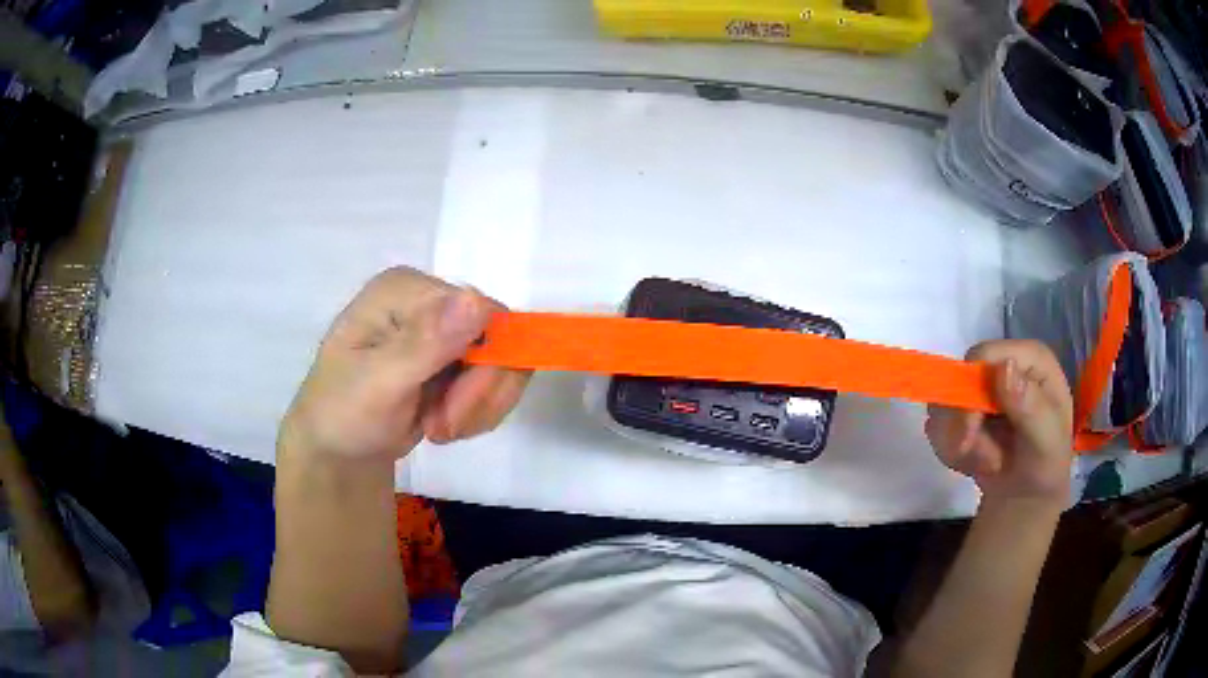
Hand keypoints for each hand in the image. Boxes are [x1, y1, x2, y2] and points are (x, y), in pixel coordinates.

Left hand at [279, 267, 531, 466]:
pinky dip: (477, 412)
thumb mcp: (379, 384)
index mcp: (406, 289)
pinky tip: (443, 423)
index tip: (453, 412)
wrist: (338, 449)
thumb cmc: (343, 413)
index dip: (483, 365)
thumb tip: (478, 301)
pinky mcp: (455, 357)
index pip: (482, 312)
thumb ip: (426, 344)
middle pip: (499, 338)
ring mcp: (444, 329)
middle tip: (443, 428)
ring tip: (438, 429)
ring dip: (477, 407)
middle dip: (477, 394)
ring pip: (504, 363)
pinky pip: (495, 382)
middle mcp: (430, 300)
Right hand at [925, 340, 1073, 505]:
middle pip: (958, 380)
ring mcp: (982, 390)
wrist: (1027, 501)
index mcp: (1030, 359)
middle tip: (982, 458)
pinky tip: (972, 464)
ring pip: (943, 406)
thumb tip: (1004, 367)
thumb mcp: (1047, 441)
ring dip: (959, 444)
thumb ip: (1030, 406)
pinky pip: (937, 426)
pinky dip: (950, 451)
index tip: (973, 432)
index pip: (983, 355)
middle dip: (964, 426)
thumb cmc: (1045, 467)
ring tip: (987, 464)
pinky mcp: (963, 413)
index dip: (972, 390)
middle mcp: (1003, 366)